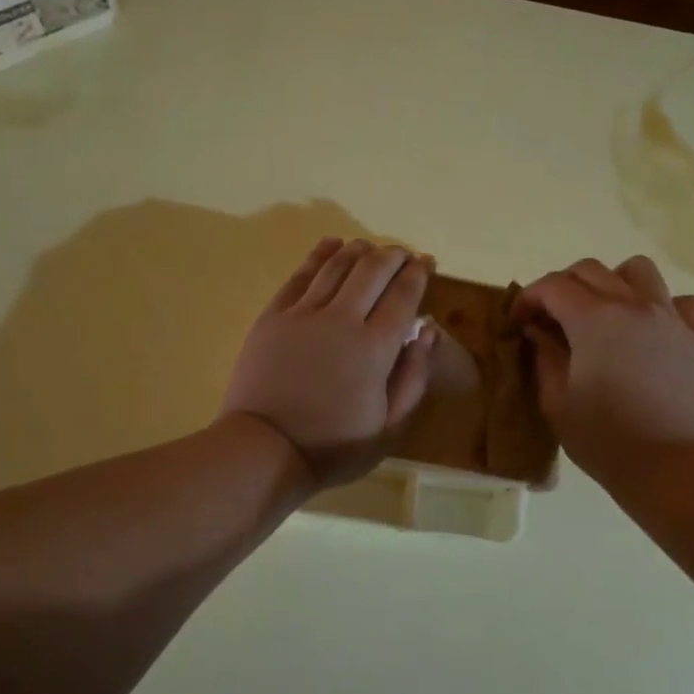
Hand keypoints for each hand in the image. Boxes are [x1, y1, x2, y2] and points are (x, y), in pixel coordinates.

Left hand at [221, 238, 437, 488]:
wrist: (264, 449)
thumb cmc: (333, 446)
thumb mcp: (389, 426)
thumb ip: (414, 376)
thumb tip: (429, 331)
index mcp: (375, 348)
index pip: (403, 296)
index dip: (418, 274)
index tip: (426, 262)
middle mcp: (342, 319)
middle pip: (372, 270)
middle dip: (393, 256)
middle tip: (403, 254)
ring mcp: (303, 314)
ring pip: (337, 265)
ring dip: (359, 250)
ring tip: (371, 247)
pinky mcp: (273, 316)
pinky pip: (300, 274)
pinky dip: (320, 254)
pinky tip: (332, 244)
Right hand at [512, 255, 693, 486]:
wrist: (671, 466)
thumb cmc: (605, 439)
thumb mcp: (557, 402)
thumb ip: (544, 356)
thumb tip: (538, 331)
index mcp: (595, 319)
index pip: (553, 286)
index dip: (528, 299)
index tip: (517, 323)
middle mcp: (634, 305)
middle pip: (591, 270)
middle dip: (561, 287)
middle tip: (549, 320)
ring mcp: (670, 317)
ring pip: (638, 271)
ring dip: (612, 283)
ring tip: (602, 315)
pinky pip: (680, 301)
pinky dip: (660, 305)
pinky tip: (648, 330)